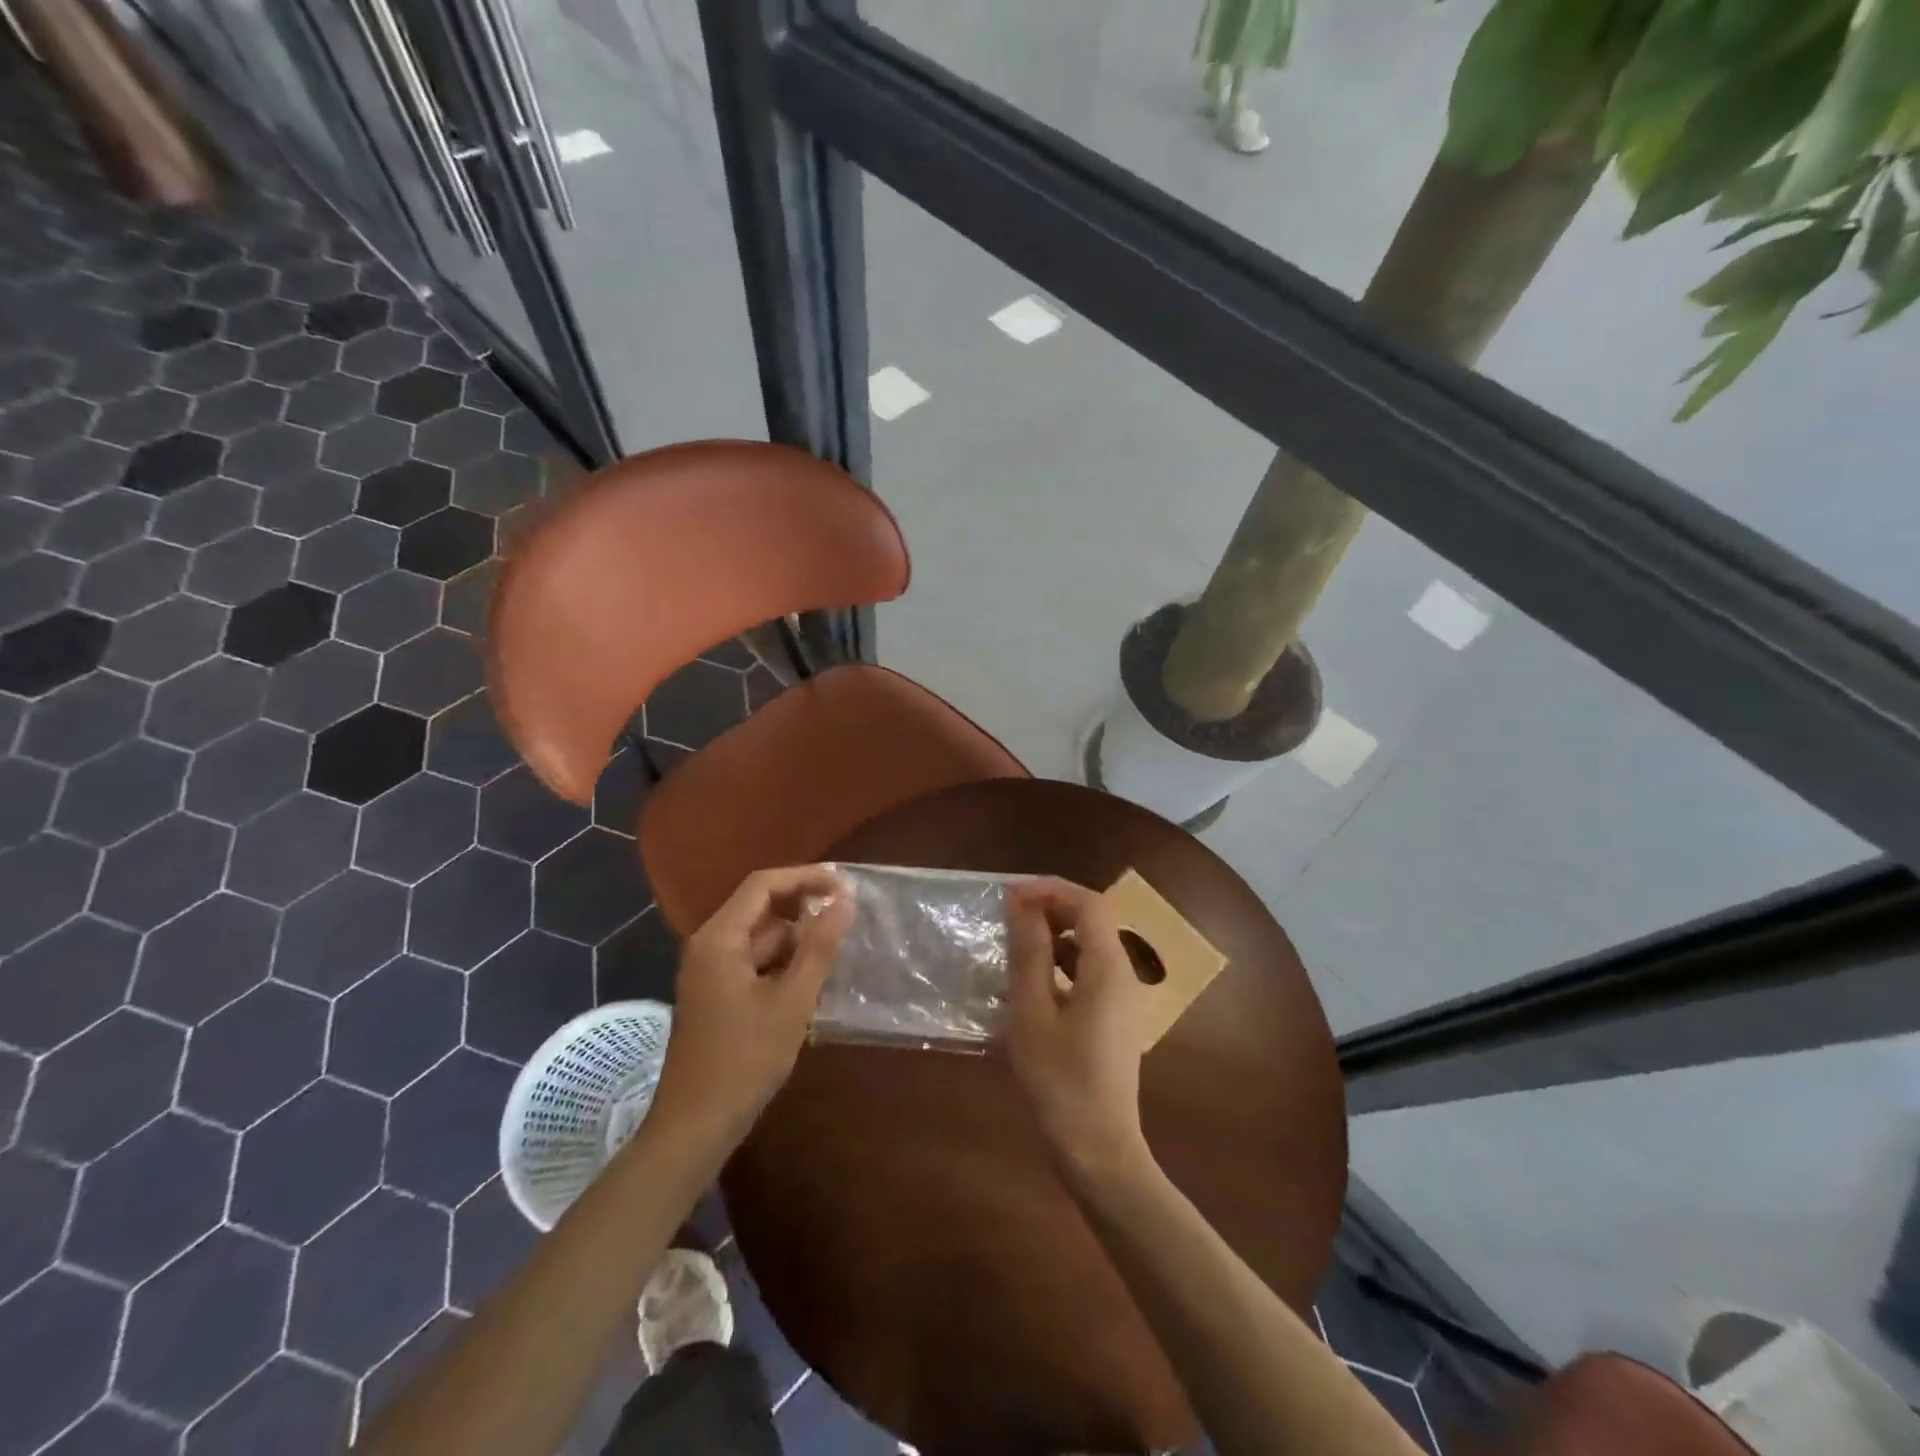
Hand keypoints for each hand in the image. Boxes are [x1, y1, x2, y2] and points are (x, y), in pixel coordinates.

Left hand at [651, 865, 852, 1143]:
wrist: (695, 1127)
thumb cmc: (744, 1060)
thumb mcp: (791, 1001)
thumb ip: (819, 947)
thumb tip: (845, 901)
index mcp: (719, 938)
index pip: (763, 884)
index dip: (805, 877)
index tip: (844, 886)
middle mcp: (709, 945)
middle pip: (761, 909)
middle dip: (804, 910)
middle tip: (848, 919)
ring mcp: (710, 971)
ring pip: (761, 938)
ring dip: (797, 941)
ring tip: (836, 953)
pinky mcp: (716, 994)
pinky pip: (754, 963)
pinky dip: (783, 964)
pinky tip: (811, 982)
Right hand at [1002, 878, 1153, 1179]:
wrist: (1098, 1150)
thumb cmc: (1060, 1080)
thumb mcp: (1032, 1012)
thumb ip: (1029, 952)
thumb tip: (1021, 903)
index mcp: (1108, 967)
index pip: (1089, 902)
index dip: (1050, 889)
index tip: (1011, 894)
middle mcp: (1123, 974)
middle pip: (1093, 919)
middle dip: (1052, 906)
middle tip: (1009, 913)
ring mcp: (1123, 998)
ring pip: (1091, 944)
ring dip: (1055, 933)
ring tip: (1015, 941)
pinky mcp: (1115, 1017)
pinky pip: (1090, 971)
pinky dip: (1062, 961)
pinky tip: (1031, 980)